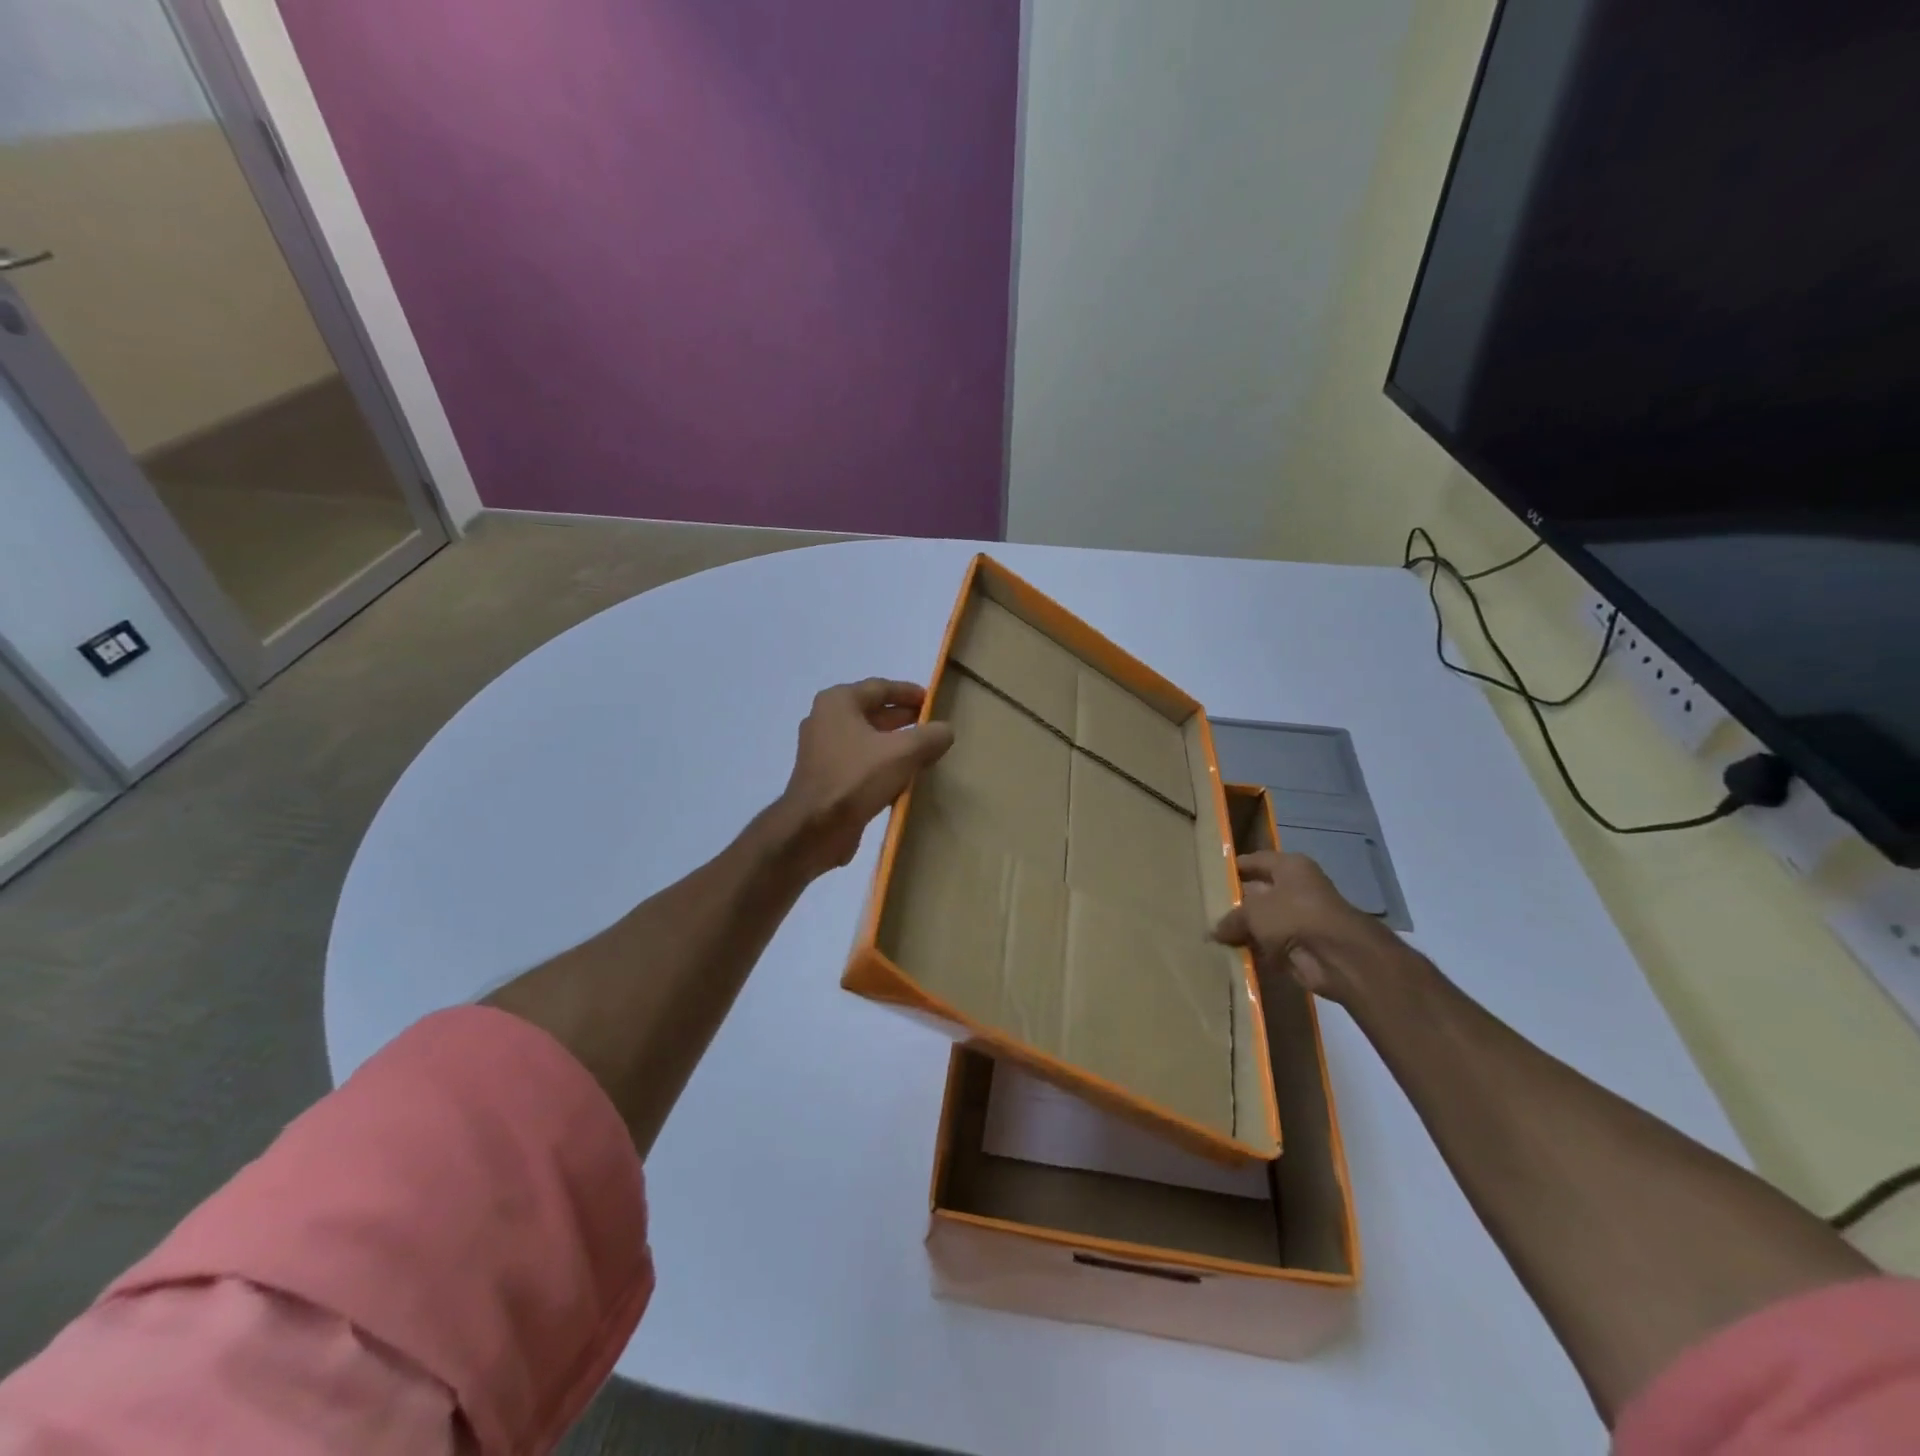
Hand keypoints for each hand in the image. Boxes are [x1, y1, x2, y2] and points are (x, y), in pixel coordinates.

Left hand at [776, 678, 954, 873]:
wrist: (814, 829)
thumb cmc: (856, 778)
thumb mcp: (903, 753)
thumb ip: (930, 737)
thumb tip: (946, 730)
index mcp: (838, 702)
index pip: (881, 687)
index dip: (909, 693)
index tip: (933, 701)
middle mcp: (825, 719)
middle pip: (872, 712)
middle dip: (903, 719)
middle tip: (932, 727)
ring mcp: (822, 750)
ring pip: (867, 739)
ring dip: (894, 744)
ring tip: (924, 752)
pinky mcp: (825, 777)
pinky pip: (859, 761)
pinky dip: (881, 764)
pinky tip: (903, 778)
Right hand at [1211, 851, 1404, 1004]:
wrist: (1338, 957)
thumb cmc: (1293, 916)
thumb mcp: (1253, 911)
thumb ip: (1232, 918)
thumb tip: (1216, 930)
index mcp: (1290, 867)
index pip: (1256, 861)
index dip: (1234, 868)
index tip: (1211, 875)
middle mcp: (1297, 888)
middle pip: (1260, 892)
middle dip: (1237, 903)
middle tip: (1207, 909)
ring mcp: (1301, 918)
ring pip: (1265, 921)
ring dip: (1246, 930)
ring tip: (1213, 935)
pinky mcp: (1304, 946)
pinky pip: (1272, 945)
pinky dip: (1257, 951)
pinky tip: (1232, 954)